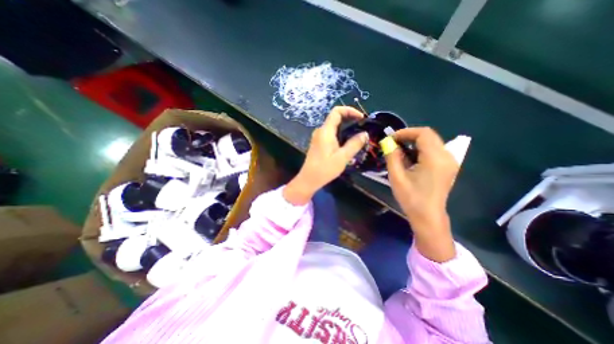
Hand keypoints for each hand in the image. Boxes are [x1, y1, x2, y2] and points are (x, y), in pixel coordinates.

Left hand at [283, 106, 365, 204]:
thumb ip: (354, 144)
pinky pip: (331, 133)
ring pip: (333, 126)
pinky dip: (340, 134)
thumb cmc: (325, 169)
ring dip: (346, 127)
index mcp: (325, 131)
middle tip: (362, 127)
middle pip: (336, 118)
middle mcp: (321, 131)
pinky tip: (347, 143)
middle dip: (350, 119)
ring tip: (358, 135)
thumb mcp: (342, 157)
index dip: (350, 110)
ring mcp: (318, 137)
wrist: (309, 179)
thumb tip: (365, 134)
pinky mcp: (318, 143)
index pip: (337, 111)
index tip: (361, 118)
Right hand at [385, 128, 456, 261]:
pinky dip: (421, 149)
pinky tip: (411, 158)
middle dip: (409, 136)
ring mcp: (450, 161)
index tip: (391, 138)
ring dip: (414, 142)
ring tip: (400, 151)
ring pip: (432, 142)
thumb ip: (392, 156)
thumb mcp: (397, 177)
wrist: (428, 216)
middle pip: (429, 135)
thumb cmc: (411, 198)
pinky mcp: (448, 166)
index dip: (405, 132)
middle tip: (393, 143)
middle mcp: (447, 156)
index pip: (423, 133)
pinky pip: (434, 150)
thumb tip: (388, 142)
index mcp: (435, 159)